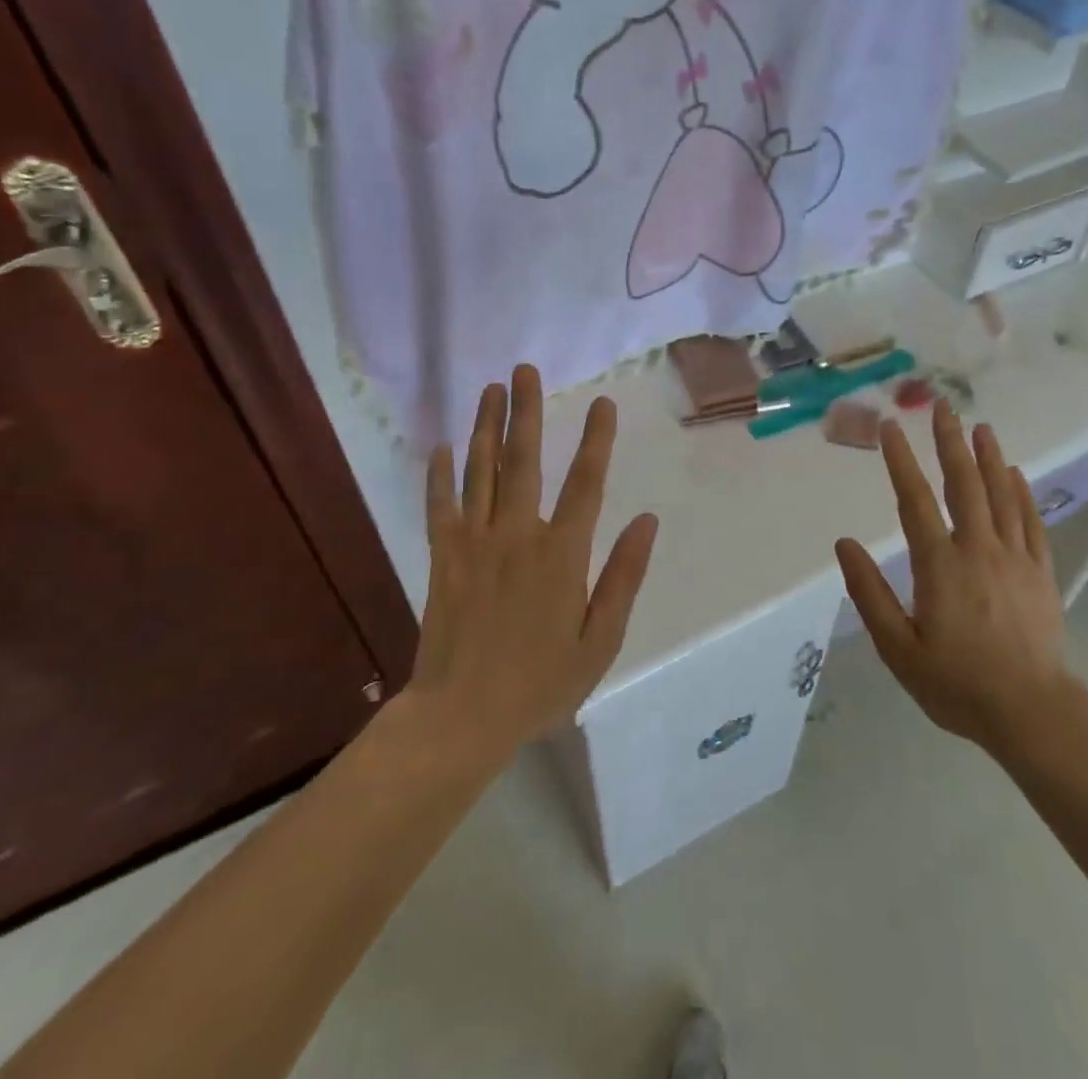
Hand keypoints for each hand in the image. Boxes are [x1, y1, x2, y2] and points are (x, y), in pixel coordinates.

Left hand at [411, 365, 659, 763]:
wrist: (461, 718)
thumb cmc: (540, 683)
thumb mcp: (600, 641)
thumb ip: (623, 577)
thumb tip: (647, 521)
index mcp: (562, 554)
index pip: (585, 483)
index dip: (596, 439)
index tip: (603, 403)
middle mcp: (518, 535)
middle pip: (524, 460)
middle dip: (526, 411)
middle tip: (524, 370)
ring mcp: (475, 543)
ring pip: (482, 472)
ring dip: (487, 427)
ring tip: (490, 389)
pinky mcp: (443, 557)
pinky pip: (440, 506)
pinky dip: (439, 475)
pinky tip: (441, 446)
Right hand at [836, 401, 1067, 753]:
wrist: (1032, 713)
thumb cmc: (957, 684)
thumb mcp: (898, 648)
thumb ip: (869, 593)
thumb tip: (844, 545)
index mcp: (940, 565)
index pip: (915, 500)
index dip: (900, 461)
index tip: (890, 427)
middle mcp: (978, 549)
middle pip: (963, 484)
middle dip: (950, 442)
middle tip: (942, 406)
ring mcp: (1014, 558)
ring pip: (1001, 495)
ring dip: (989, 457)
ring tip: (980, 426)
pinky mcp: (1041, 572)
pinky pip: (1031, 521)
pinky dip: (1022, 493)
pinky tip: (1016, 473)